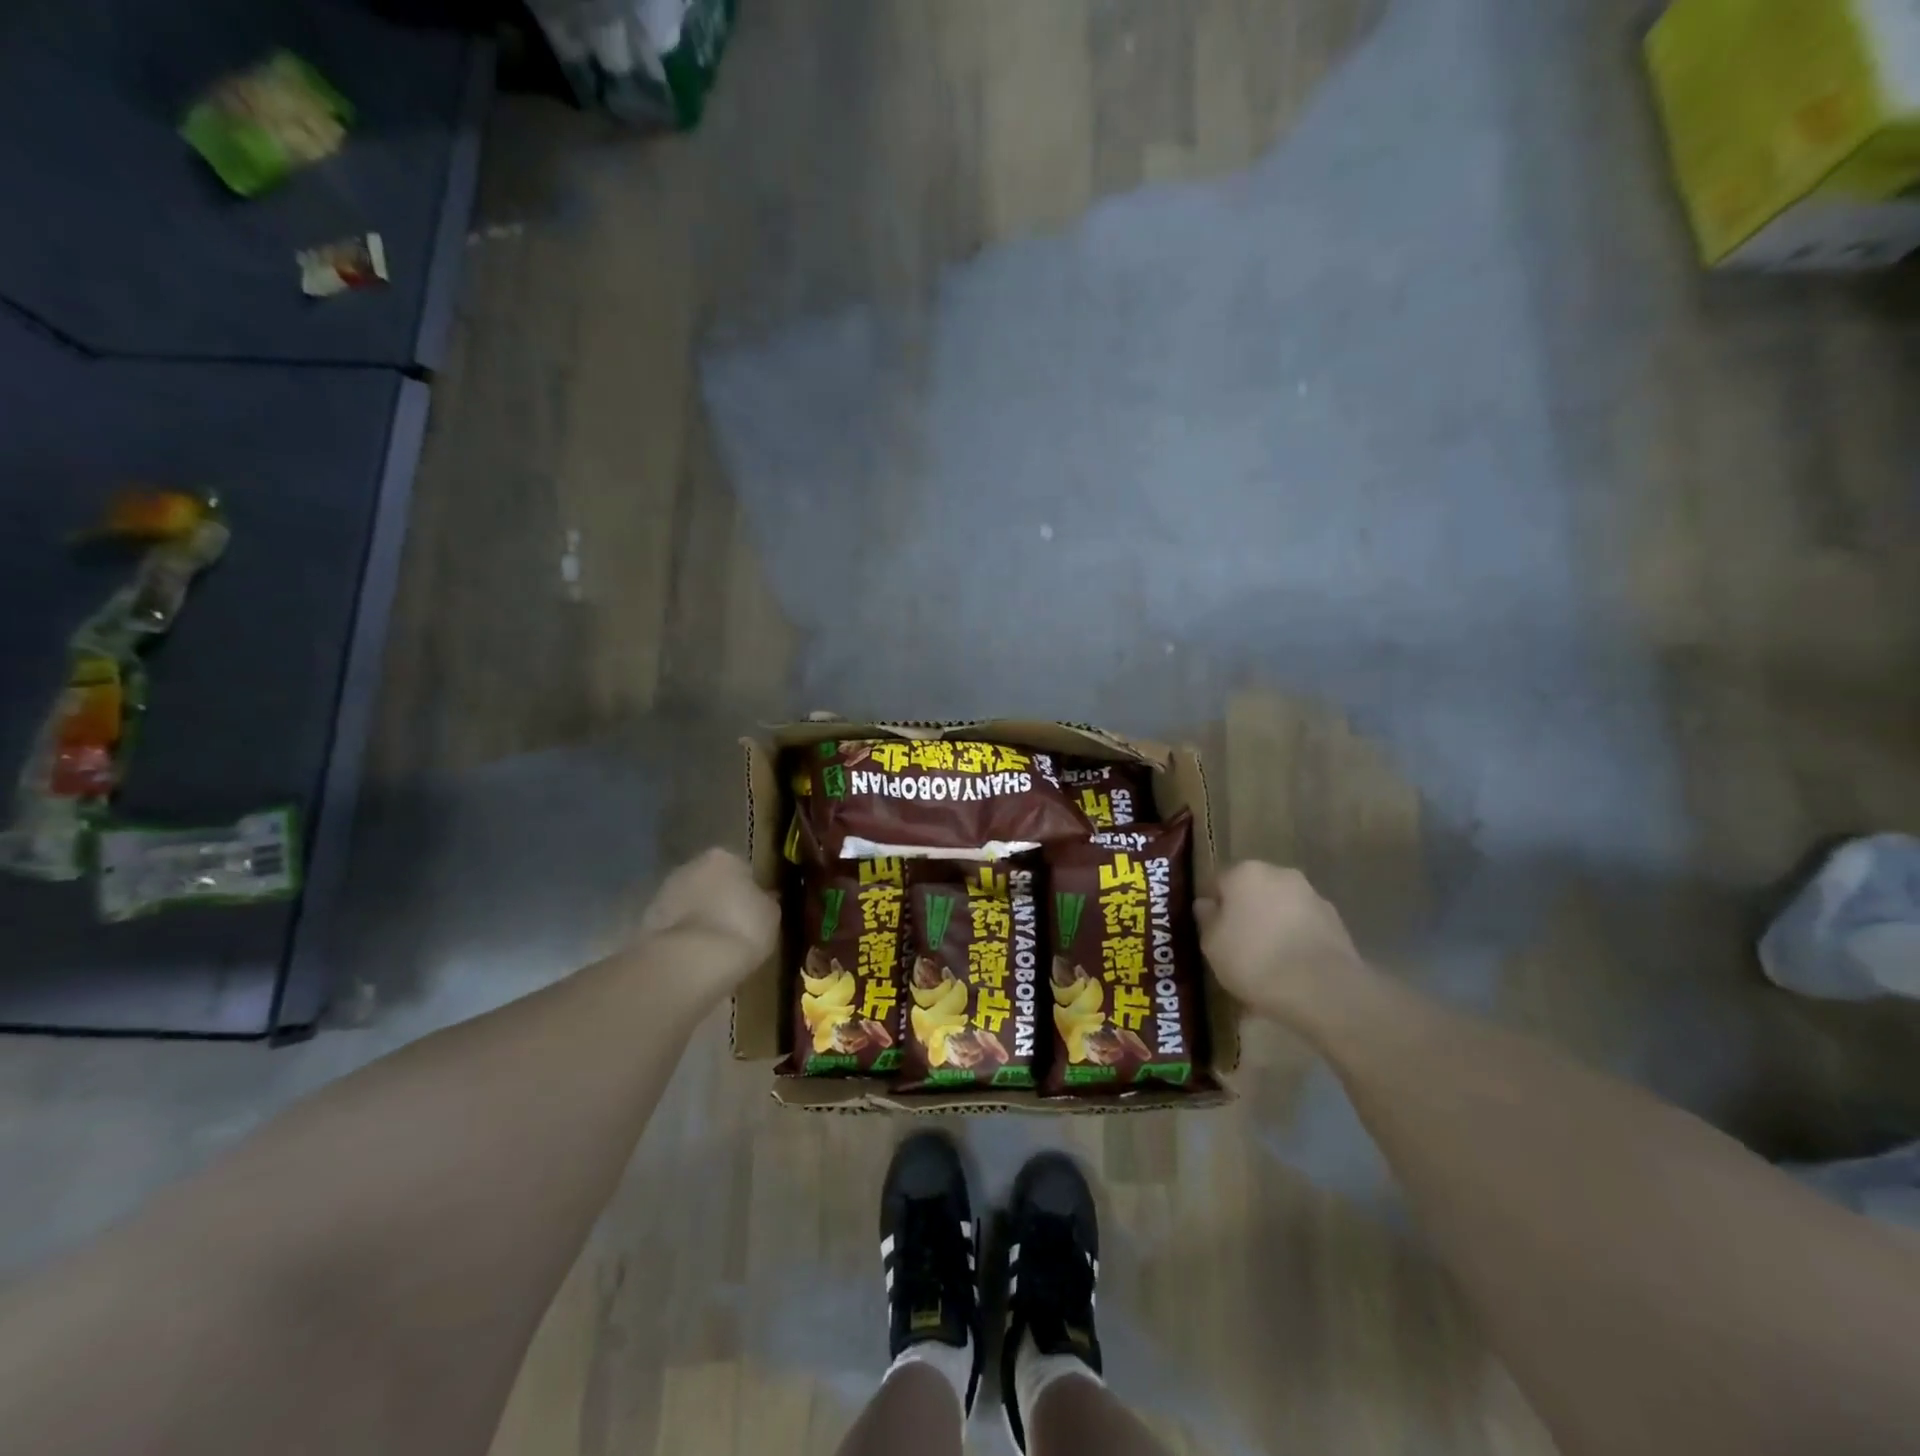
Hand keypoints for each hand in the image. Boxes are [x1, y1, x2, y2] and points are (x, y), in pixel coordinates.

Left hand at [635, 849, 779, 998]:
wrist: (689, 961)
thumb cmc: (741, 928)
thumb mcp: (771, 915)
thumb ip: (766, 901)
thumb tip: (764, 898)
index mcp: (723, 857)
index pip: (740, 869)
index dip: (748, 891)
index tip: (753, 912)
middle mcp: (689, 866)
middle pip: (710, 882)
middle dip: (719, 900)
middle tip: (733, 928)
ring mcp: (664, 892)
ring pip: (688, 903)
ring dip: (698, 918)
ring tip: (713, 948)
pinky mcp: (645, 921)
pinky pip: (673, 926)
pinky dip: (683, 937)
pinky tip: (694, 957)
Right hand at [1196, 861, 1367, 1024]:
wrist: (1322, 989)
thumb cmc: (1254, 959)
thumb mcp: (1212, 944)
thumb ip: (1207, 919)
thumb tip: (1206, 904)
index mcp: (1245, 872)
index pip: (1219, 881)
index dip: (1213, 906)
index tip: (1211, 930)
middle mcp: (1280, 874)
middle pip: (1253, 890)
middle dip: (1246, 911)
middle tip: (1237, 944)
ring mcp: (1312, 896)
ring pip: (1282, 907)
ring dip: (1274, 924)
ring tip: (1268, 961)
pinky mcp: (1337, 922)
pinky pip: (1305, 927)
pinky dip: (1297, 939)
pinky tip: (1292, 968)